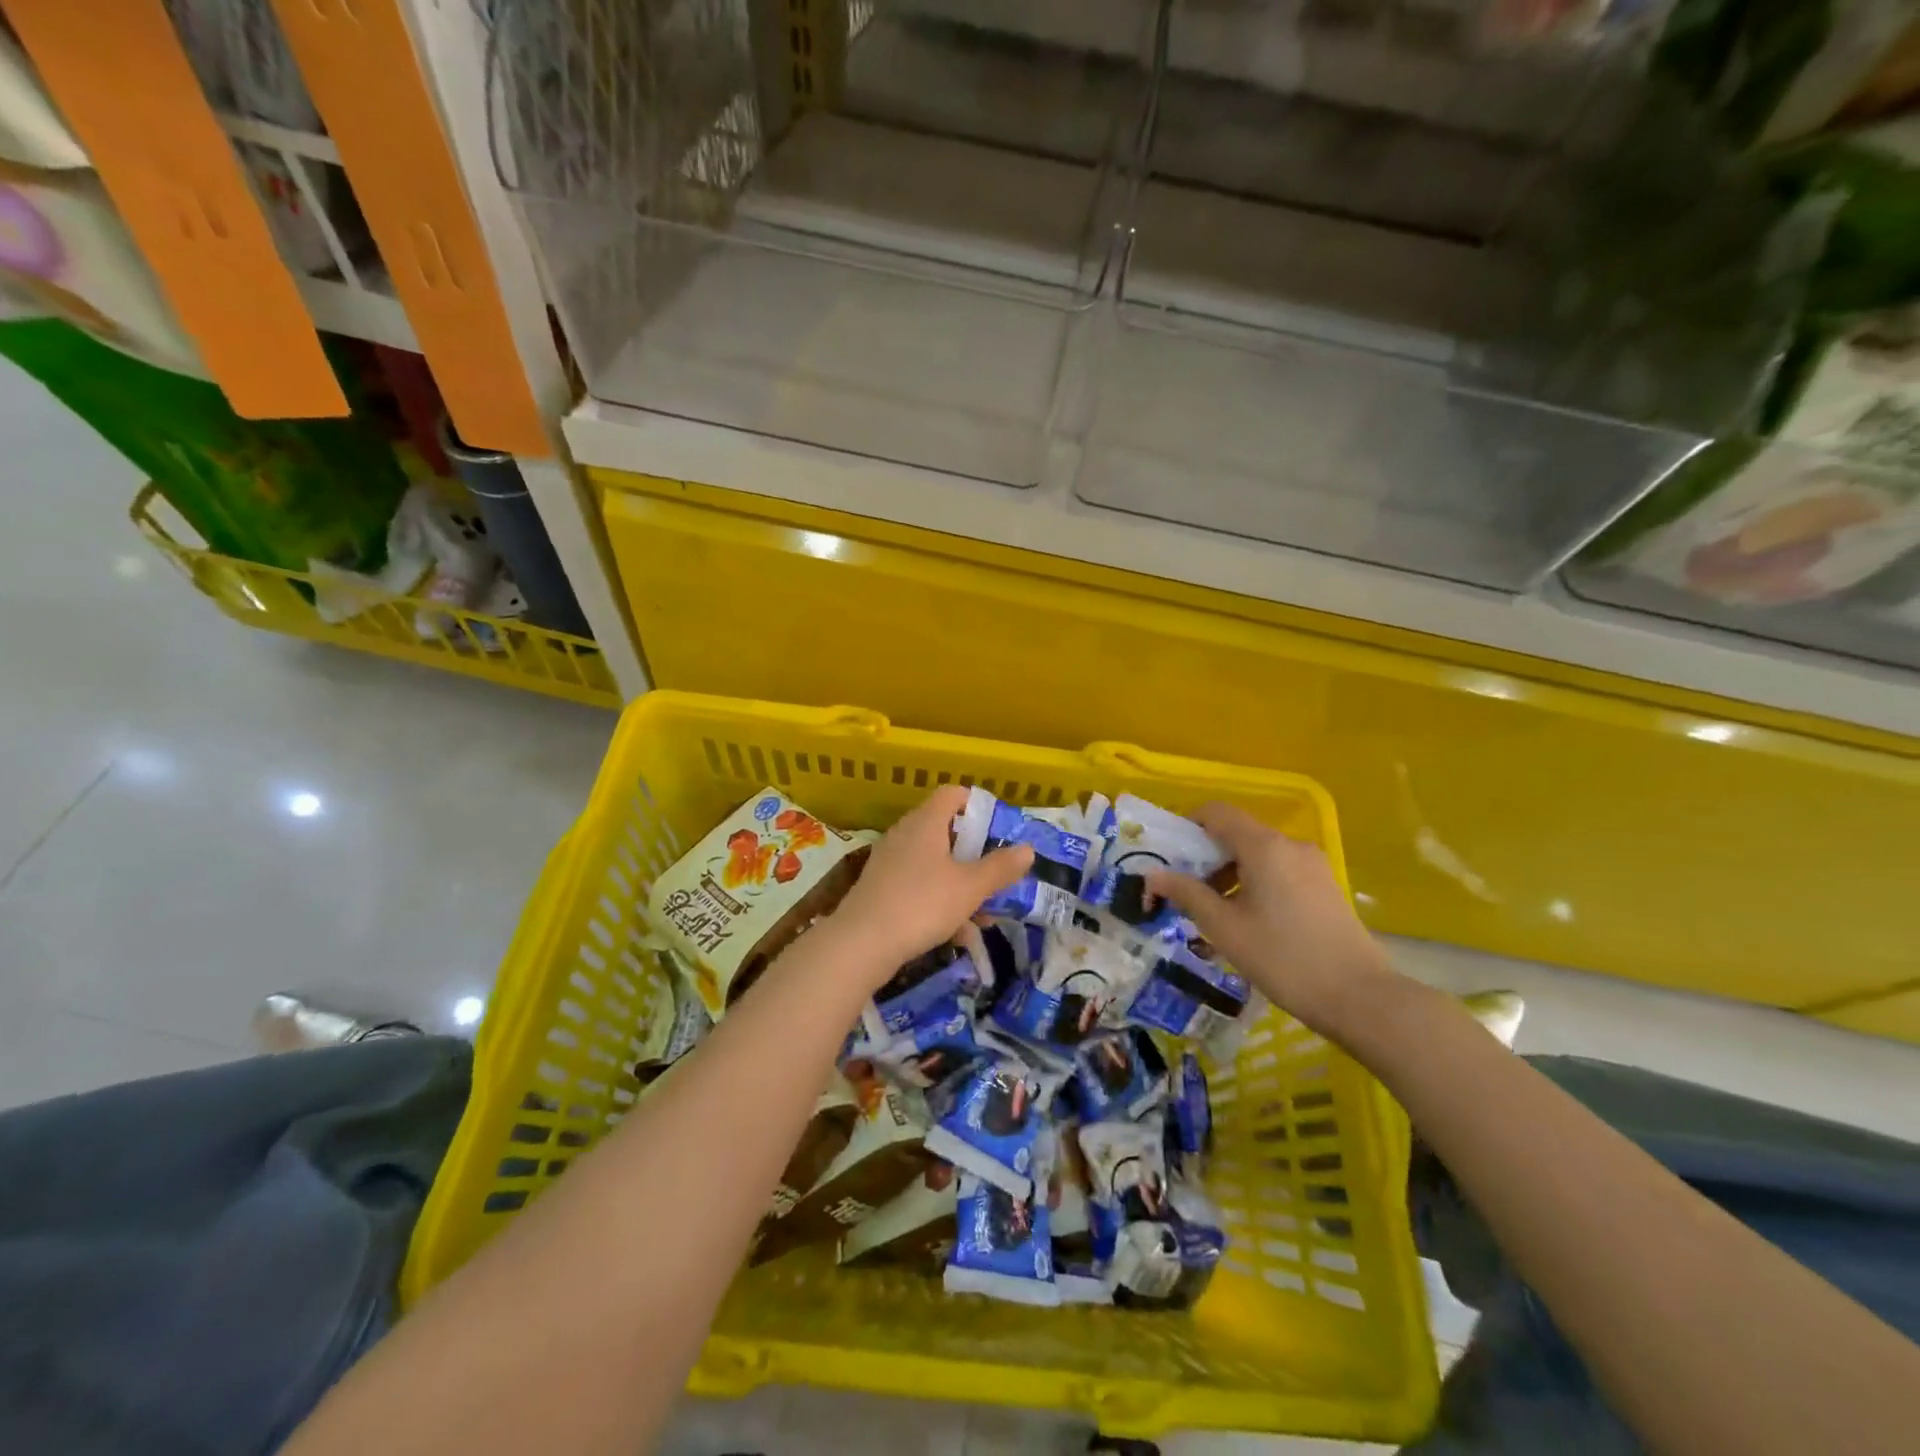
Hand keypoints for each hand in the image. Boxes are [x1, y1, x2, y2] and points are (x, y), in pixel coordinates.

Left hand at [829, 786, 1033, 979]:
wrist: (860, 944)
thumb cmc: (921, 904)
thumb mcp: (970, 888)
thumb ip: (1000, 868)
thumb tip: (1027, 849)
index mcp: (926, 822)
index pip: (952, 794)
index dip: (977, 805)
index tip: (999, 829)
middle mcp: (905, 834)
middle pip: (946, 832)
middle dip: (976, 856)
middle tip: (998, 875)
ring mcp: (890, 862)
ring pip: (935, 865)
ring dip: (962, 886)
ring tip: (985, 916)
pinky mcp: (881, 889)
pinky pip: (919, 887)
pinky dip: (940, 903)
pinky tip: (958, 935)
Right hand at [1145, 802, 1395, 1038]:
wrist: (1359, 997)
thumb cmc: (1283, 958)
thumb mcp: (1225, 928)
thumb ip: (1187, 894)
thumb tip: (1153, 875)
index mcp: (1264, 846)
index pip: (1217, 812)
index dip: (1187, 825)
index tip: (1168, 854)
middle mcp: (1290, 845)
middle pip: (1237, 833)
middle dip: (1205, 856)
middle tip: (1183, 890)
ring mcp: (1312, 865)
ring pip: (1258, 854)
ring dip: (1229, 873)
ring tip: (1213, 912)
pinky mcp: (1324, 886)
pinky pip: (1278, 869)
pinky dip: (1253, 882)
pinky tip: (1247, 919)